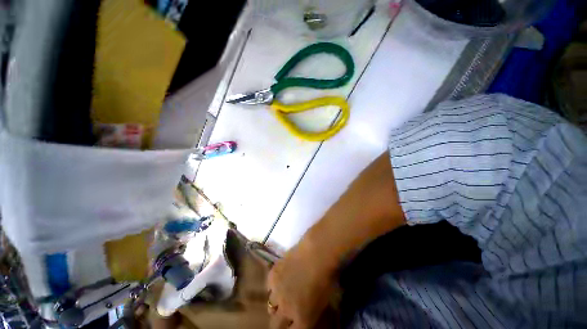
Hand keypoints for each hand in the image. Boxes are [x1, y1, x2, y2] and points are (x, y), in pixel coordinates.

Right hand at [266, 236, 337, 328]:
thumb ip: (312, 312)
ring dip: (276, 303)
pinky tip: (281, 277)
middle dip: (279, 321)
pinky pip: (269, 286)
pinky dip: (274, 285)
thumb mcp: (324, 301)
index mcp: (303, 320)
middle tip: (282, 313)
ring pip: (270, 305)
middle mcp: (286, 311)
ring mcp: (277, 293)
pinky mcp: (272, 276)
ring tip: (281, 294)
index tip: (290, 324)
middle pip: (275, 324)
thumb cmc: (327, 277)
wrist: (317, 254)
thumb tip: (306, 312)